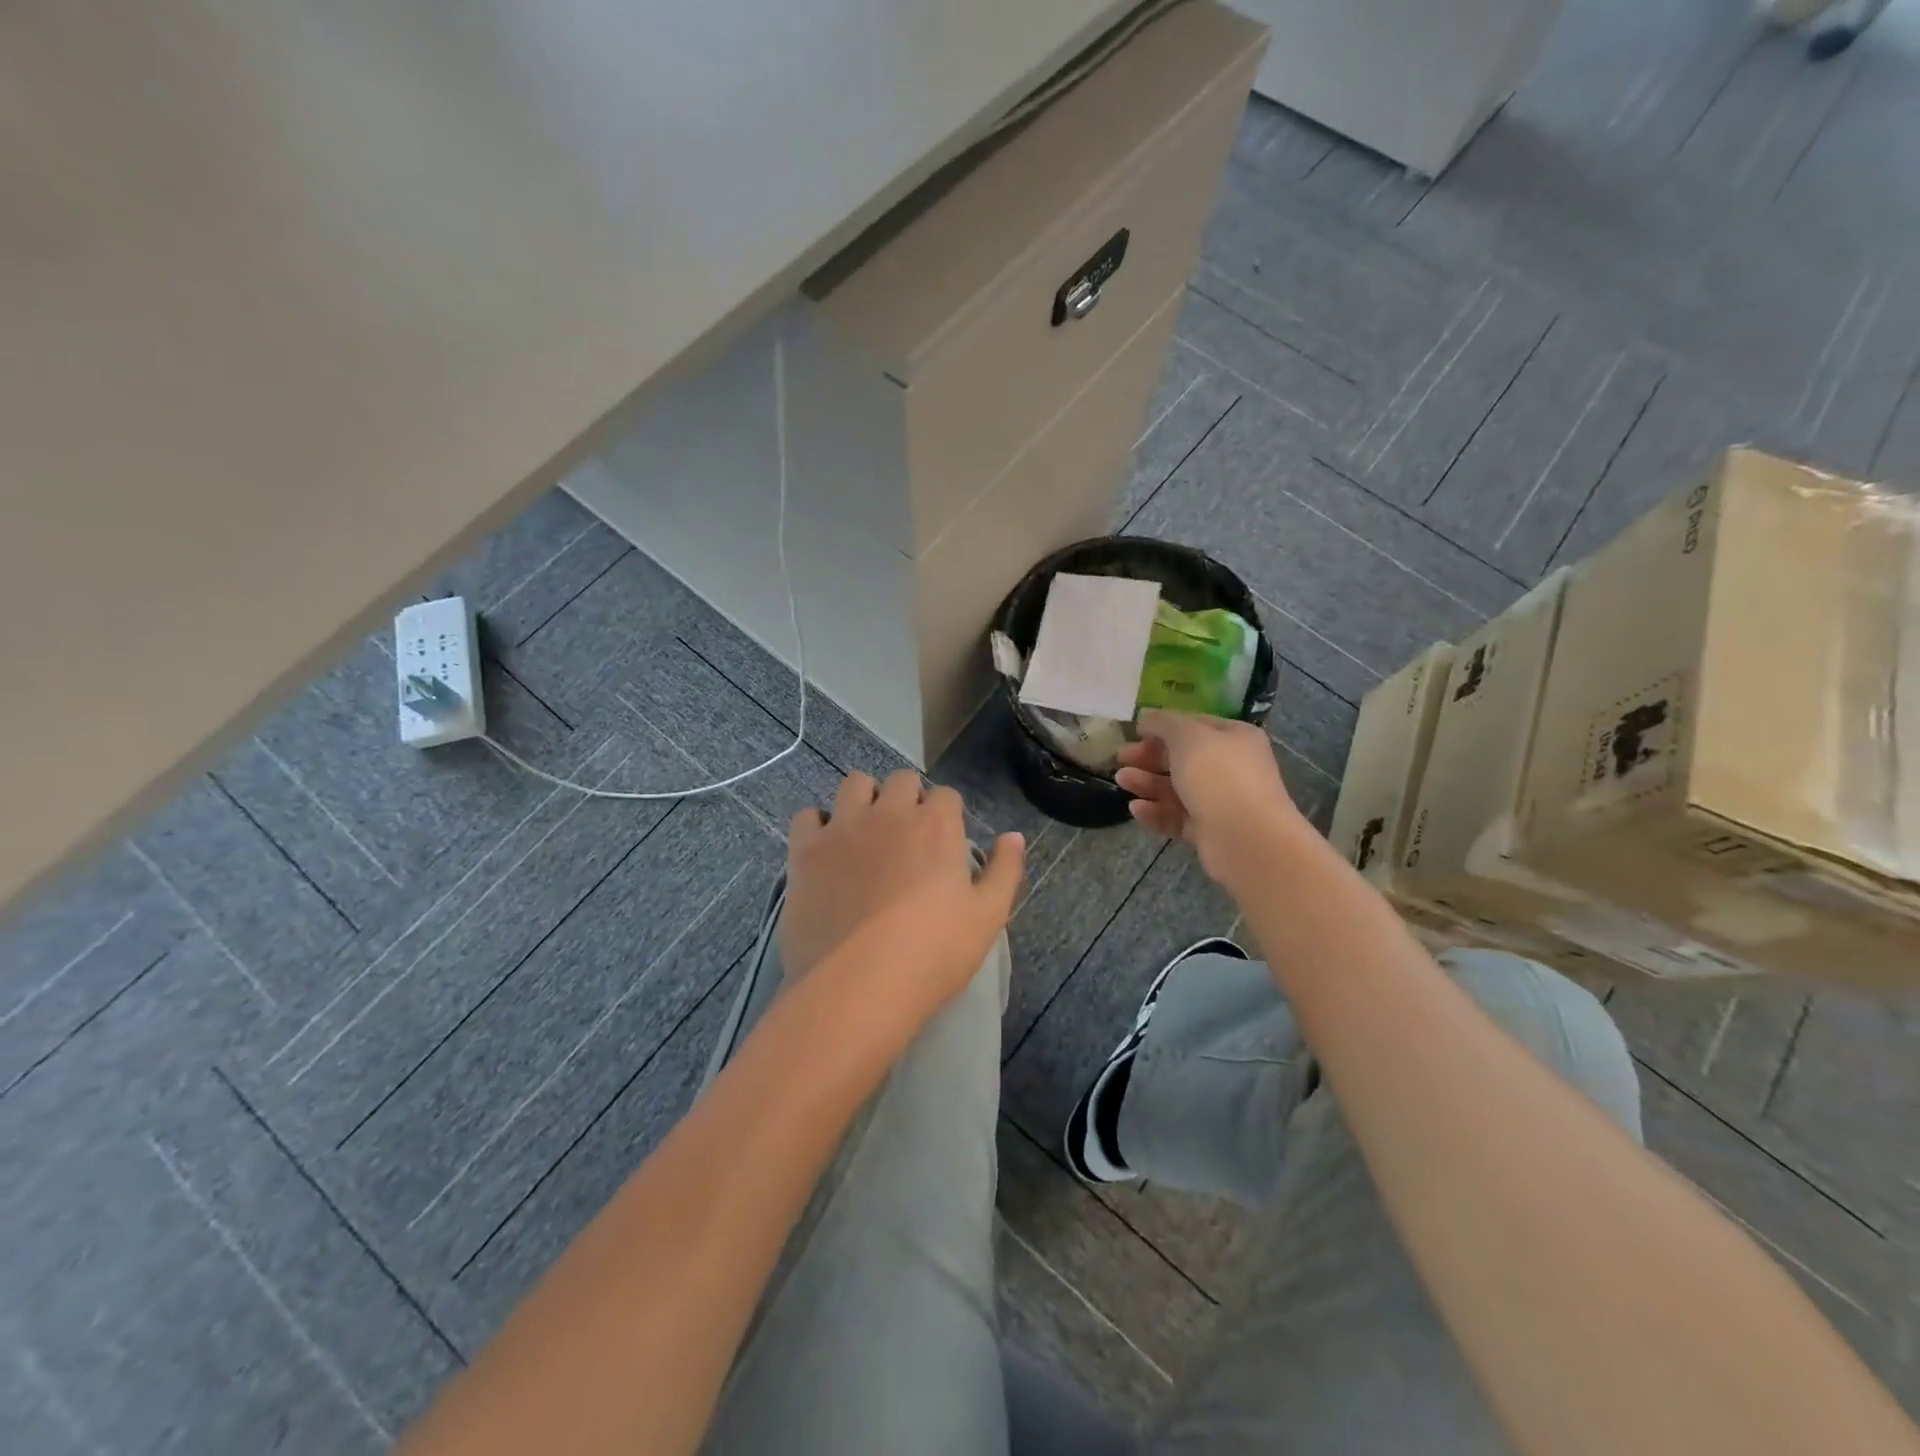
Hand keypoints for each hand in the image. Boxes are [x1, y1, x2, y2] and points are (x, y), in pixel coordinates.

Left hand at [781, 769, 1024, 1027]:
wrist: (857, 988)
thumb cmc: (933, 955)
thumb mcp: (987, 918)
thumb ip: (1005, 870)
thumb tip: (1013, 836)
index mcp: (936, 825)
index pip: (946, 794)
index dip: (947, 814)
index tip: (945, 841)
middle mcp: (889, 813)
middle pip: (901, 780)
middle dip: (908, 798)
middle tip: (908, 835)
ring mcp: (843, 828)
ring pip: (854, 784)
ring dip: (865, 799)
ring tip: (866, 831)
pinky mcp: (805, 851)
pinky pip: (807, 815)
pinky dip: (818, 824)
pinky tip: (826, 848)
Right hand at [1116, 709, 1303, 881]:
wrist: (1246, 839)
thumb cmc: (1218, 776)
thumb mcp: (1188, 736)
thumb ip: (1164, 722)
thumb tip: (1146, 716)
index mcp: (1234, 738)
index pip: (1194, 725)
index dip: (1163, 726)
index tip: (1134, 731)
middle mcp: (1230, 767)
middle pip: (1183, 758)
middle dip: (1149, 757)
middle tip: (1120, 758)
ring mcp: (1220, 801)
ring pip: (1177, 789)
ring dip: (1147, 783)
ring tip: (1122, 781)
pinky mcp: (1208, 831)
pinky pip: (1177, 817)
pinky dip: (1156, 812)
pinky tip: (1136, 809)